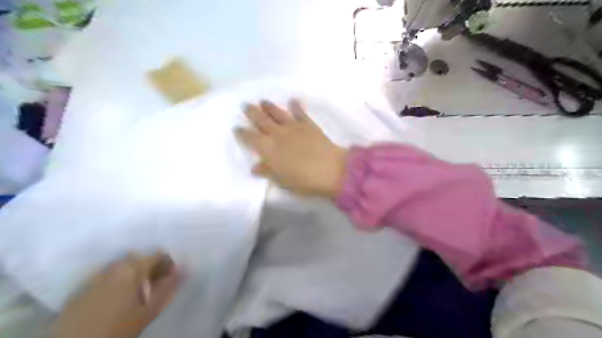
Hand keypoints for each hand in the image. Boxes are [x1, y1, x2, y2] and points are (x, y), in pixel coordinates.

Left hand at [51, 252, 180, 337]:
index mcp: (131, 268)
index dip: (169, 266)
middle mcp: (113, 266)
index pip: (159, 257)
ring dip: (134, 276)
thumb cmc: (118, 327)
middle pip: (139, 261)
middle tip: (156, 285)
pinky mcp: (80, 291)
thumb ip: (169, 287)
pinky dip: (117, 283)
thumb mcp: (149, 310)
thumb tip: (182, 269)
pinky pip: (107, 279)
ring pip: (122, 269)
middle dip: (150, 270)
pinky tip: (117, 299)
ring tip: (137, 293)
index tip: (172, 278)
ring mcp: (94, 277)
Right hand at [236, 100, 347, 197]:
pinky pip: (300, 113)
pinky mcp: (308, 124)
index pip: (251, 138)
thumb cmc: (304, 181)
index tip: (237, 127)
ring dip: (269, 107)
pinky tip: (293, 100)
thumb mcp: (282, 180)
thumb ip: (267, 172)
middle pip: (261, 120)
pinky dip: (296, 106)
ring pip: (277, 113)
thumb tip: (255, 168)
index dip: (243, 133)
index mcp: (268, 149)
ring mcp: (293, 127)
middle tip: (246, 105)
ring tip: (263, 101)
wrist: (331, 170)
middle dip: (252, 113)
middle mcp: (278, 134)